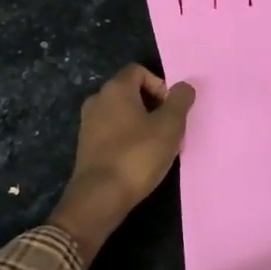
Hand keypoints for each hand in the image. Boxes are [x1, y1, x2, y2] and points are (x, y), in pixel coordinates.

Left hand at [50, 64, 195, 261]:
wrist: (99, 198)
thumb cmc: (137, 156)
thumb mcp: (169, 127)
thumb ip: (180, 101)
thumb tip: (184, 86)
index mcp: (115, 89)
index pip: (139, 71)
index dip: (160, 84)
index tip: (172, 108)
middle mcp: (97, 100)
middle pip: (130, 91)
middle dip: (154, 105)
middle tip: (170, 128)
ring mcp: (88, 124)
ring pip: (122, 113)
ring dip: (143, 124)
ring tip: (159, 146)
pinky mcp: (87, 146)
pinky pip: (113, 132)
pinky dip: (128, 138)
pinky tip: (141, 159)